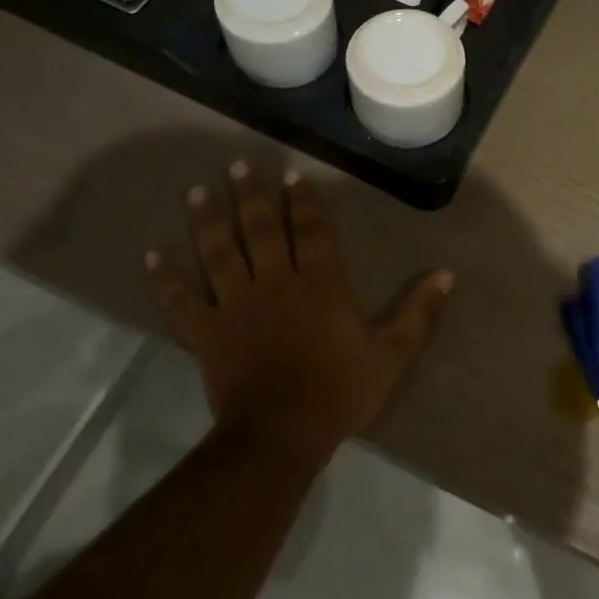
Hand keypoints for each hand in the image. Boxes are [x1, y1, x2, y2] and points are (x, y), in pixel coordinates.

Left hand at [145, 162, 452, 469]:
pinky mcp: (207, 333)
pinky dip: (166, 279)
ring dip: (207, 221)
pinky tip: (150, 256)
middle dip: (251, 195)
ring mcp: (236, 306)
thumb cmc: (341, 391)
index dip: (304, 200)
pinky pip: (182, 302)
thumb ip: (419, 312)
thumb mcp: (393, 353)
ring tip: (197, 191)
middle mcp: (275, 282)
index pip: (312, 230)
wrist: (282, 433)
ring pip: (219, 253)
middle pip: (260, 229)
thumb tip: (447, 274)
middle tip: (239, 165)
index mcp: (320, 283)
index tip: (294, 174)